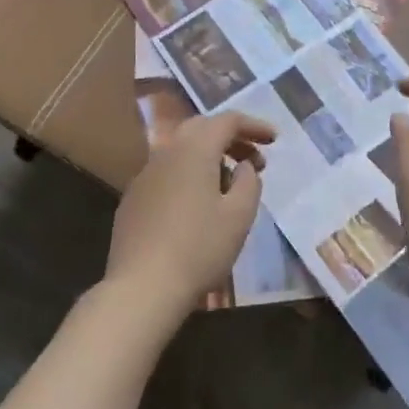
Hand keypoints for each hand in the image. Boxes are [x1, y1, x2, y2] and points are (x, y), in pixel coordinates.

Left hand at [106, 110, 274, 320]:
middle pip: (202, 129)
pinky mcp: (133, 199)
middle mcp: (166, 153)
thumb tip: (243, 166)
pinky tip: (198, 206)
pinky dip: (189, 176)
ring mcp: (145, 176)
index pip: (227, 121)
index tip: (274, 140)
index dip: (253, 126)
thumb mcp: (239, 216)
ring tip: (230, 186)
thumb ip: (248, 182)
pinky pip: (167, 174)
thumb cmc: (199, 248)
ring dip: (209, 158)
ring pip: (182, 151)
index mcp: (194, 150)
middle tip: (254, 159)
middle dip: (231, 138)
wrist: (142, 287)